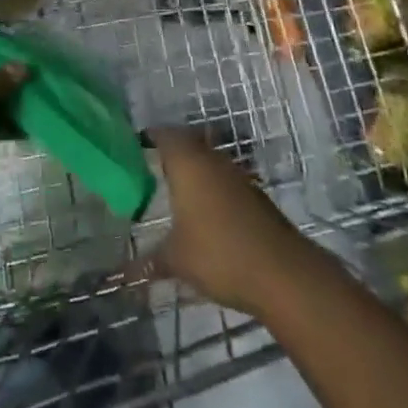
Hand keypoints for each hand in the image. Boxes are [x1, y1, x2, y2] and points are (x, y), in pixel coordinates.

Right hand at [148, 129, 307, 318]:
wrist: (282, 273)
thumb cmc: (218, 254)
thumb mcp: (176, 260)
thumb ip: (149, 260)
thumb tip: (125, 273)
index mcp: (187, 161)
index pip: (163, 134)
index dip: (148, 138)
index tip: (133, 148)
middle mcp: (211, 159)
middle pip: (187, 143)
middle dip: (170, 153)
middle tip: (151, 170)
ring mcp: (236, 175)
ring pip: (208, 161)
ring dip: (194, 171)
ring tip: (175, 192)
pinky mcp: (254, 194)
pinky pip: (224, 180)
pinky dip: (212, 189)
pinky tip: (204, 214)